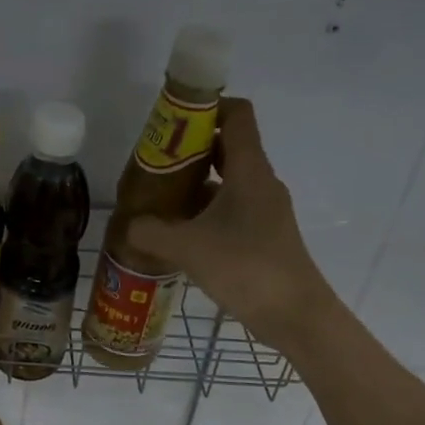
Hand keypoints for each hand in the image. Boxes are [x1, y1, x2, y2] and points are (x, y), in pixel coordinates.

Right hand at [127, 98, 334, 353]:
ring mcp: (264, 209)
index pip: (237, 115)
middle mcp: (260, 182)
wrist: (296, 316)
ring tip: (157, 196)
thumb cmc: (246, 268)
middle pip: (227, 146)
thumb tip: (129, 225)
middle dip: (188, 148)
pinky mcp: (262, 234)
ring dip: (194, 182)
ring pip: (226, 180)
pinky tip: (177, 231)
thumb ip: (152, 233)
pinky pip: (229, 208)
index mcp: (249, 171)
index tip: (171, 120)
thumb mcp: (188, 248)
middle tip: (153, 161)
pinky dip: (203, 210)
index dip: (206, 107)